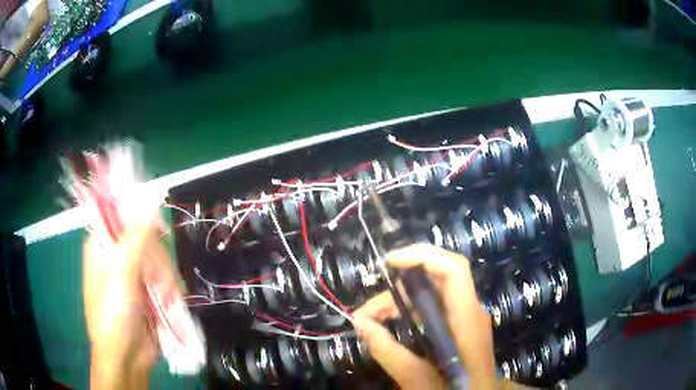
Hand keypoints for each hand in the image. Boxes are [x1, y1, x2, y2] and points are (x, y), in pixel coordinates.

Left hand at [83, 219, 172, 388]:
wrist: (126, 358)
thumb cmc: (114, 314)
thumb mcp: (122, 275)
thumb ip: (136, 238)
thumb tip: (151, 201)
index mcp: (103, 246)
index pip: (122, 216)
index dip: (141, 218)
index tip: (160, 231)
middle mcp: (117, 256)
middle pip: (146, 239)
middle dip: (158, 260)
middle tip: (160, 281)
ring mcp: (133, 275)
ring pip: (159, 260)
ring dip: (167, 279)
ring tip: (166, 299)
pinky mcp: (148, 291)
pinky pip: (165, 279)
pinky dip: (171, 290)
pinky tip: (170, 303)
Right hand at [353, 244, 496, 389]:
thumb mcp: (415, 377)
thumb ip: (387, 350)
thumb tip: (359, 322)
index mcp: (467, 319)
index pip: (454, 270)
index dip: (423, 256)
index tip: (389, 262)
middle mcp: (469, 310)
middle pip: (436, 279)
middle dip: (399, 288)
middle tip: (369, 312)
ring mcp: (465, 317)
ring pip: (431, 293)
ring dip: (400, 302)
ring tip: (372, 322)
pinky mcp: (459, 326)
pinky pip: (433, 308)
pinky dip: (409, 312)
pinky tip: (391, 327)